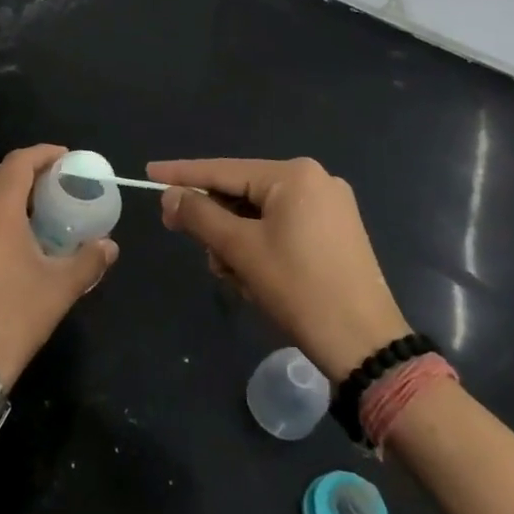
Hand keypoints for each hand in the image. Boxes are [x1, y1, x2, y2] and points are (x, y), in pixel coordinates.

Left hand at [0, 144, 117, 391]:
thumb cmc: (14, 316)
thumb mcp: (60, 288)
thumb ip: (89, 260)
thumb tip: (110, 245)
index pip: (18, 162)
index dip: (43, 154)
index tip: (66, 158)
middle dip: (28, 171)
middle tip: (57, 182)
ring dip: (10, 193)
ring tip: (39, 209)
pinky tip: (13, 239)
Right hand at [147, 157, 407, 381]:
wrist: (365, 344)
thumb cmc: (298, 289)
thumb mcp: (240, 250)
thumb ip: (200, 215)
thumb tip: (170, 196)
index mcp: (293, 175)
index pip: (223, 169)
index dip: (182, 174)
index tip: (149, 172)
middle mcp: (314, 180)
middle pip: (242, 192)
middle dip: (216, 222)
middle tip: (193, 246)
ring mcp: (329, 206)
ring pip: (259, 214)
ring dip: (236, 242)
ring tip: (234, 276)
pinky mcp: (336, 232)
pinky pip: (281, 227)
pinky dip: (260, 247)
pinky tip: (253, 277)